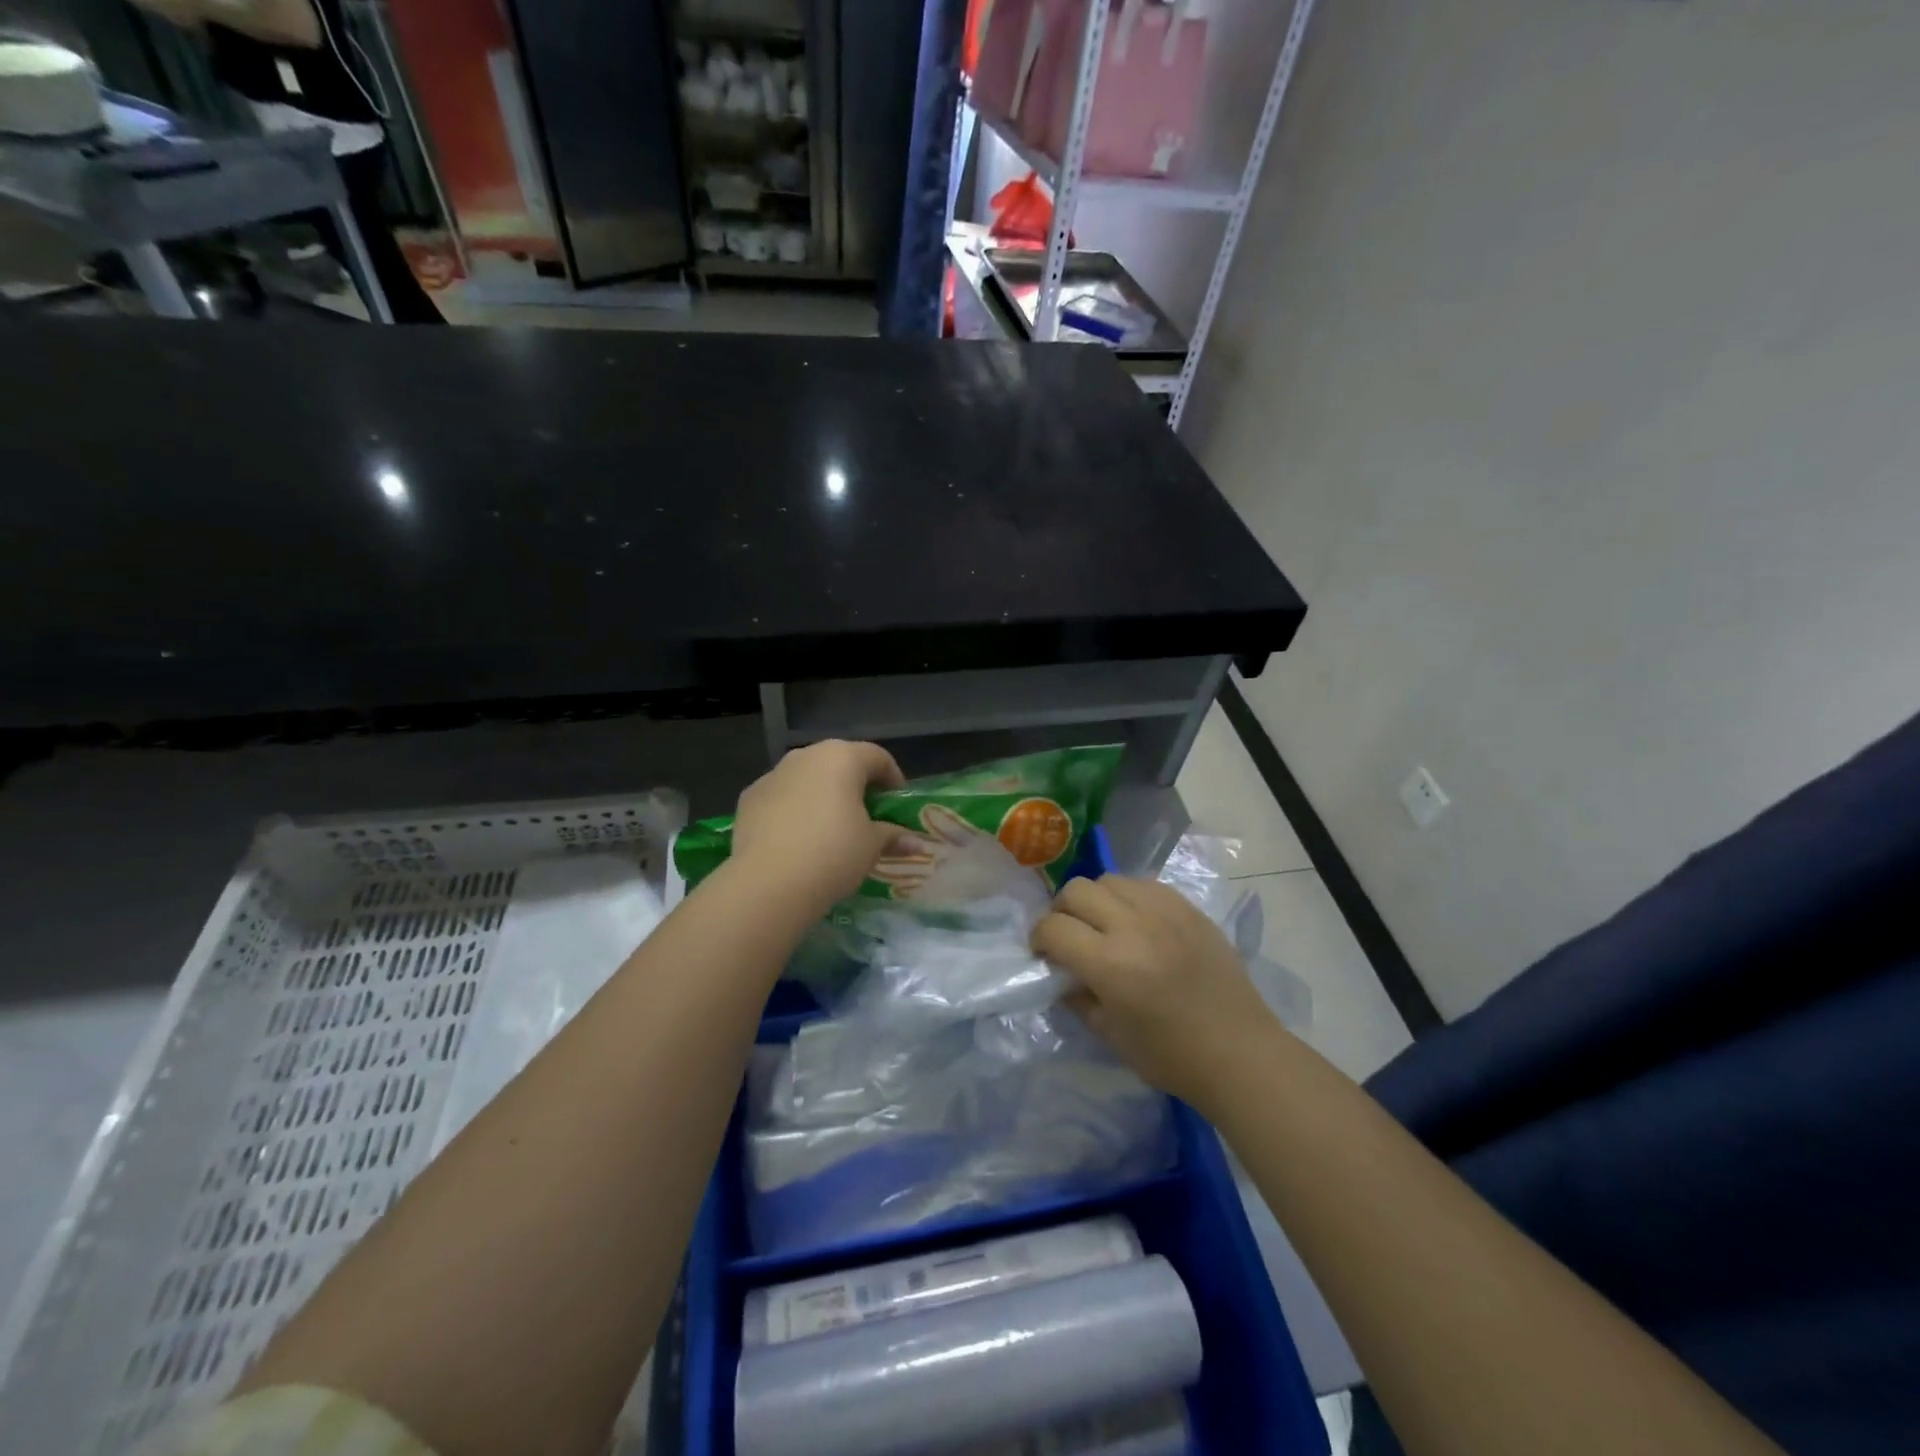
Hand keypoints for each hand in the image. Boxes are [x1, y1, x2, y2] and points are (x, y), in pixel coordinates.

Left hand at [729, 740, 906, 913]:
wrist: (769, 883)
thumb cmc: (834, 853)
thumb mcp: (872, 846)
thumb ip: (892, 836)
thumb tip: (913, 843)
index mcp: (842, 757)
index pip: (878, 757)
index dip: (893, 779)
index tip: (898, 805)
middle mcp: (806, 756)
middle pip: (839, 763)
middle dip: (855, 786)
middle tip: (867, 816)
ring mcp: (773, 775)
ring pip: (807, 778)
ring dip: (822, 796)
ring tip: (830, 829)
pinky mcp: (749, 798)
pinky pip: (781, 798)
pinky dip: (794, 810)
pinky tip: (798, 840)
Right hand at [1033, 876, 1282, 1114]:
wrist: (1239, 1052)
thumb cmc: (1170, 1056)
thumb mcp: (1109, 1034)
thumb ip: (1076, 996)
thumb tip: (1060, 972)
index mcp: (1110, 964)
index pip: (1053, 928)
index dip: (1039, 938)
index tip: (1044, 953)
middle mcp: (1134, 926)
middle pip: (1077, 891)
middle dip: (1062, 911)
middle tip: (1070, 935)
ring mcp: (1165, 911)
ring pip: (1110, 879)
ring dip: (1096, 899)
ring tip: (1105, 924)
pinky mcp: (1189, 908)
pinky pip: (1145, 884)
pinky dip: (1129, 897)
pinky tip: (1137, 922)